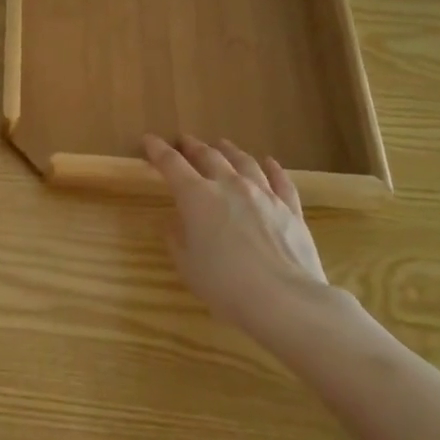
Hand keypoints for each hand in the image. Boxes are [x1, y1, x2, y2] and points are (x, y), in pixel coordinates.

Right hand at [143, 135, 342, 351]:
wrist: (283, 300)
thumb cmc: (224, 284)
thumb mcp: (187, 265)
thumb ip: (177, 239)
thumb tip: (175, 224)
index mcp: (197, 196)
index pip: (172, 164)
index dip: (158, 150)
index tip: (149, 140)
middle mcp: (229, 186)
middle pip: (209, 156)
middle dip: (193, 146)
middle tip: (185, 141)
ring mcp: (263, 195)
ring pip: (244, 162)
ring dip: (229, 151)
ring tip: (222, 145)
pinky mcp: (290, 209)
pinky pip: (281, 181)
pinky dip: (273, 168)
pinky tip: (269, 162)